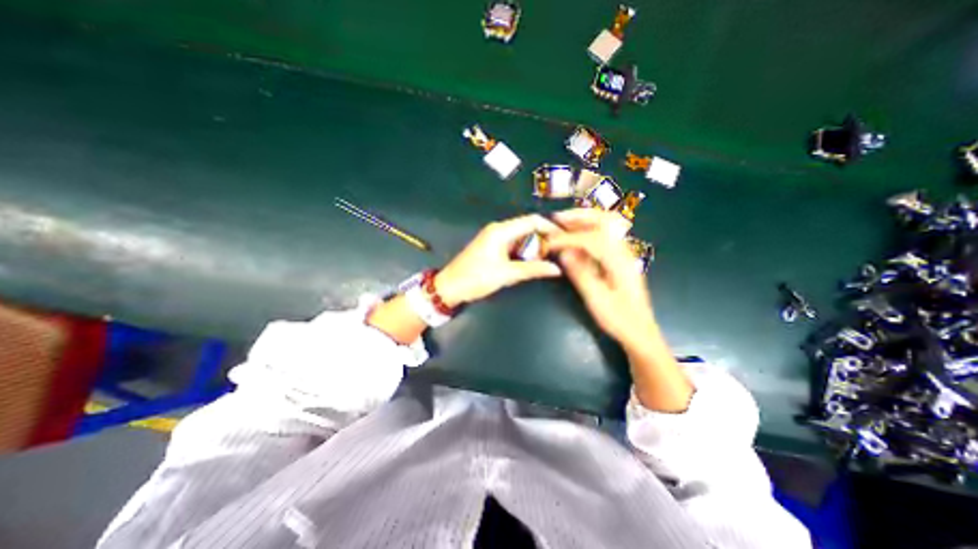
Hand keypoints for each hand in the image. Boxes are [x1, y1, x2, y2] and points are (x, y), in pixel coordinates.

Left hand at [433, 215, 561, 307]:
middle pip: (528, 227)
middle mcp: (499, 229)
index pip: (532, 221)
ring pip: (521, 237)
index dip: (550, 227)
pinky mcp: (492, 246)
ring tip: (546, 260)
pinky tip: (530, 262)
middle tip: (556, 253)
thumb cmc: (476, 278)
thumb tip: (556, 269)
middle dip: (543, 239)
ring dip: (534, 247)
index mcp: (501, 231)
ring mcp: (495, 237)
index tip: (564, 239)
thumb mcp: (506, 274)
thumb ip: (533, 269)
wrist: (450, 287)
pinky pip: (513, 244)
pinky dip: (524, 252)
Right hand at [550, 208, 654, 349]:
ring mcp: (624, 253)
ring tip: (563, 223)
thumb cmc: (618, 318)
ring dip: (584, 220)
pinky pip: (605, 235)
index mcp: (620, 261)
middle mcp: (624, 251)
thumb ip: (580, 273)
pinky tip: (576, 236)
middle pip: (604, 221)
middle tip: (557, 219)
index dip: (567, 238)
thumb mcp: (596, 299)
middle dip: (579, 216)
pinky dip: (589, 229)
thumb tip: (563, 252)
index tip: (549, 241)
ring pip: (606, 225)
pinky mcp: (621, 257)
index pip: (591, 239)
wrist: (640, 330)